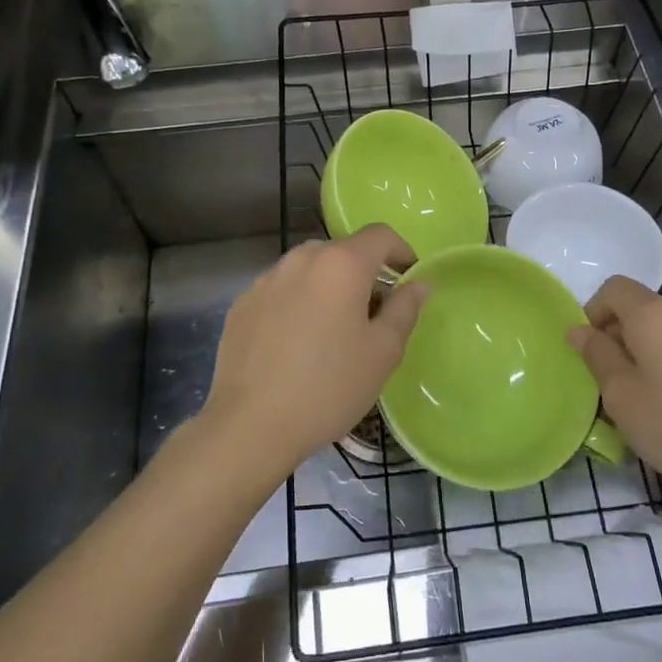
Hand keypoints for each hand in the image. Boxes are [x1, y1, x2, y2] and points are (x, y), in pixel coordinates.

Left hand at [200, 225, 429, 488]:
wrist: (250, 426)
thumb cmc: (329, 387)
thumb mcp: (383, 352)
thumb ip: (405, 308)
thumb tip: (419, 283)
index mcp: (341, 264)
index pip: (380, 235)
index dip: (402, 252)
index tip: (409, 280)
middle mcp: (301, 259)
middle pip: (343, 251)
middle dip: (364, 274)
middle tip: (374, 316)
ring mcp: (266, 280)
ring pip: (310, 271)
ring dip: (329, 288)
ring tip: (333, 332)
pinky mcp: (242, 304)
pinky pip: (282, 291)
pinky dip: (298, 304)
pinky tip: (297, 345)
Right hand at [569, 276, 661, 506]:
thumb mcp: (620, 394)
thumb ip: (596, 355)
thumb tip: (579, 330)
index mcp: (654, 314)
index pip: (613, 288)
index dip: (592, 312)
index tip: (588, 352)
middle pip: (637, 309)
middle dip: (614, 337)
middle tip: (605, 382)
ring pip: (659, 332)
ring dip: (639, 354)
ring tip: (635, 399)